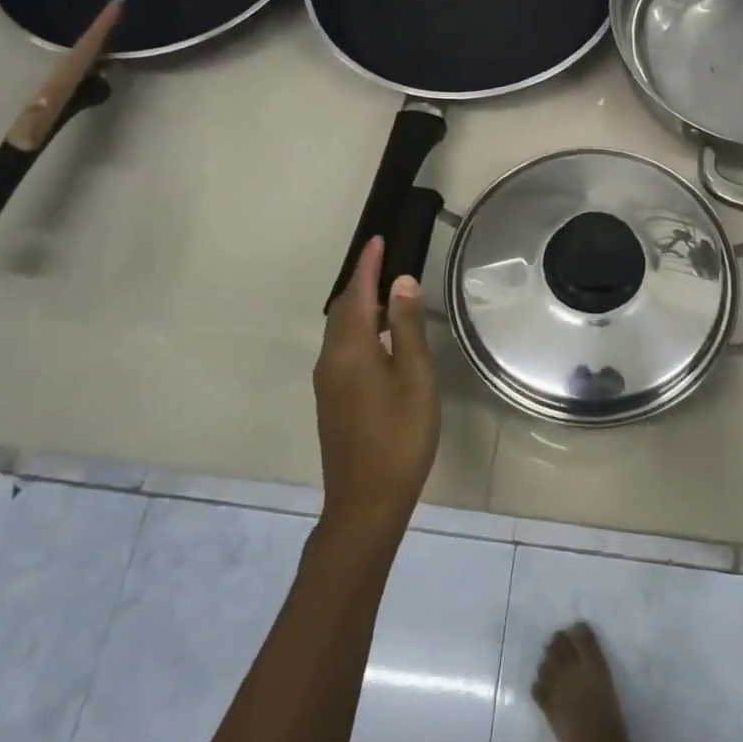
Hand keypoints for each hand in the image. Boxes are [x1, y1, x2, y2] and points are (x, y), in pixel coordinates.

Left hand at [313, 237, 440, 542]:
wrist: (366, 502)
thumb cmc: (399, 437)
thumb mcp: (415, 379)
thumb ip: (408, 329)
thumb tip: (401, 283)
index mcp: (350, 350)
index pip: (357, 294)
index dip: (368, 266)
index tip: (379, 240)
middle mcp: (331, 360)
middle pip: (343, 310)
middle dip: (362, 283)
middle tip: (385, 261)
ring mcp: (328, 383)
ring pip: (341, 331)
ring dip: (361, 307)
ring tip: (390, 295)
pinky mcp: (332, 401)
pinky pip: (342, 349)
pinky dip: (360, 330)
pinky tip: (382, 338)